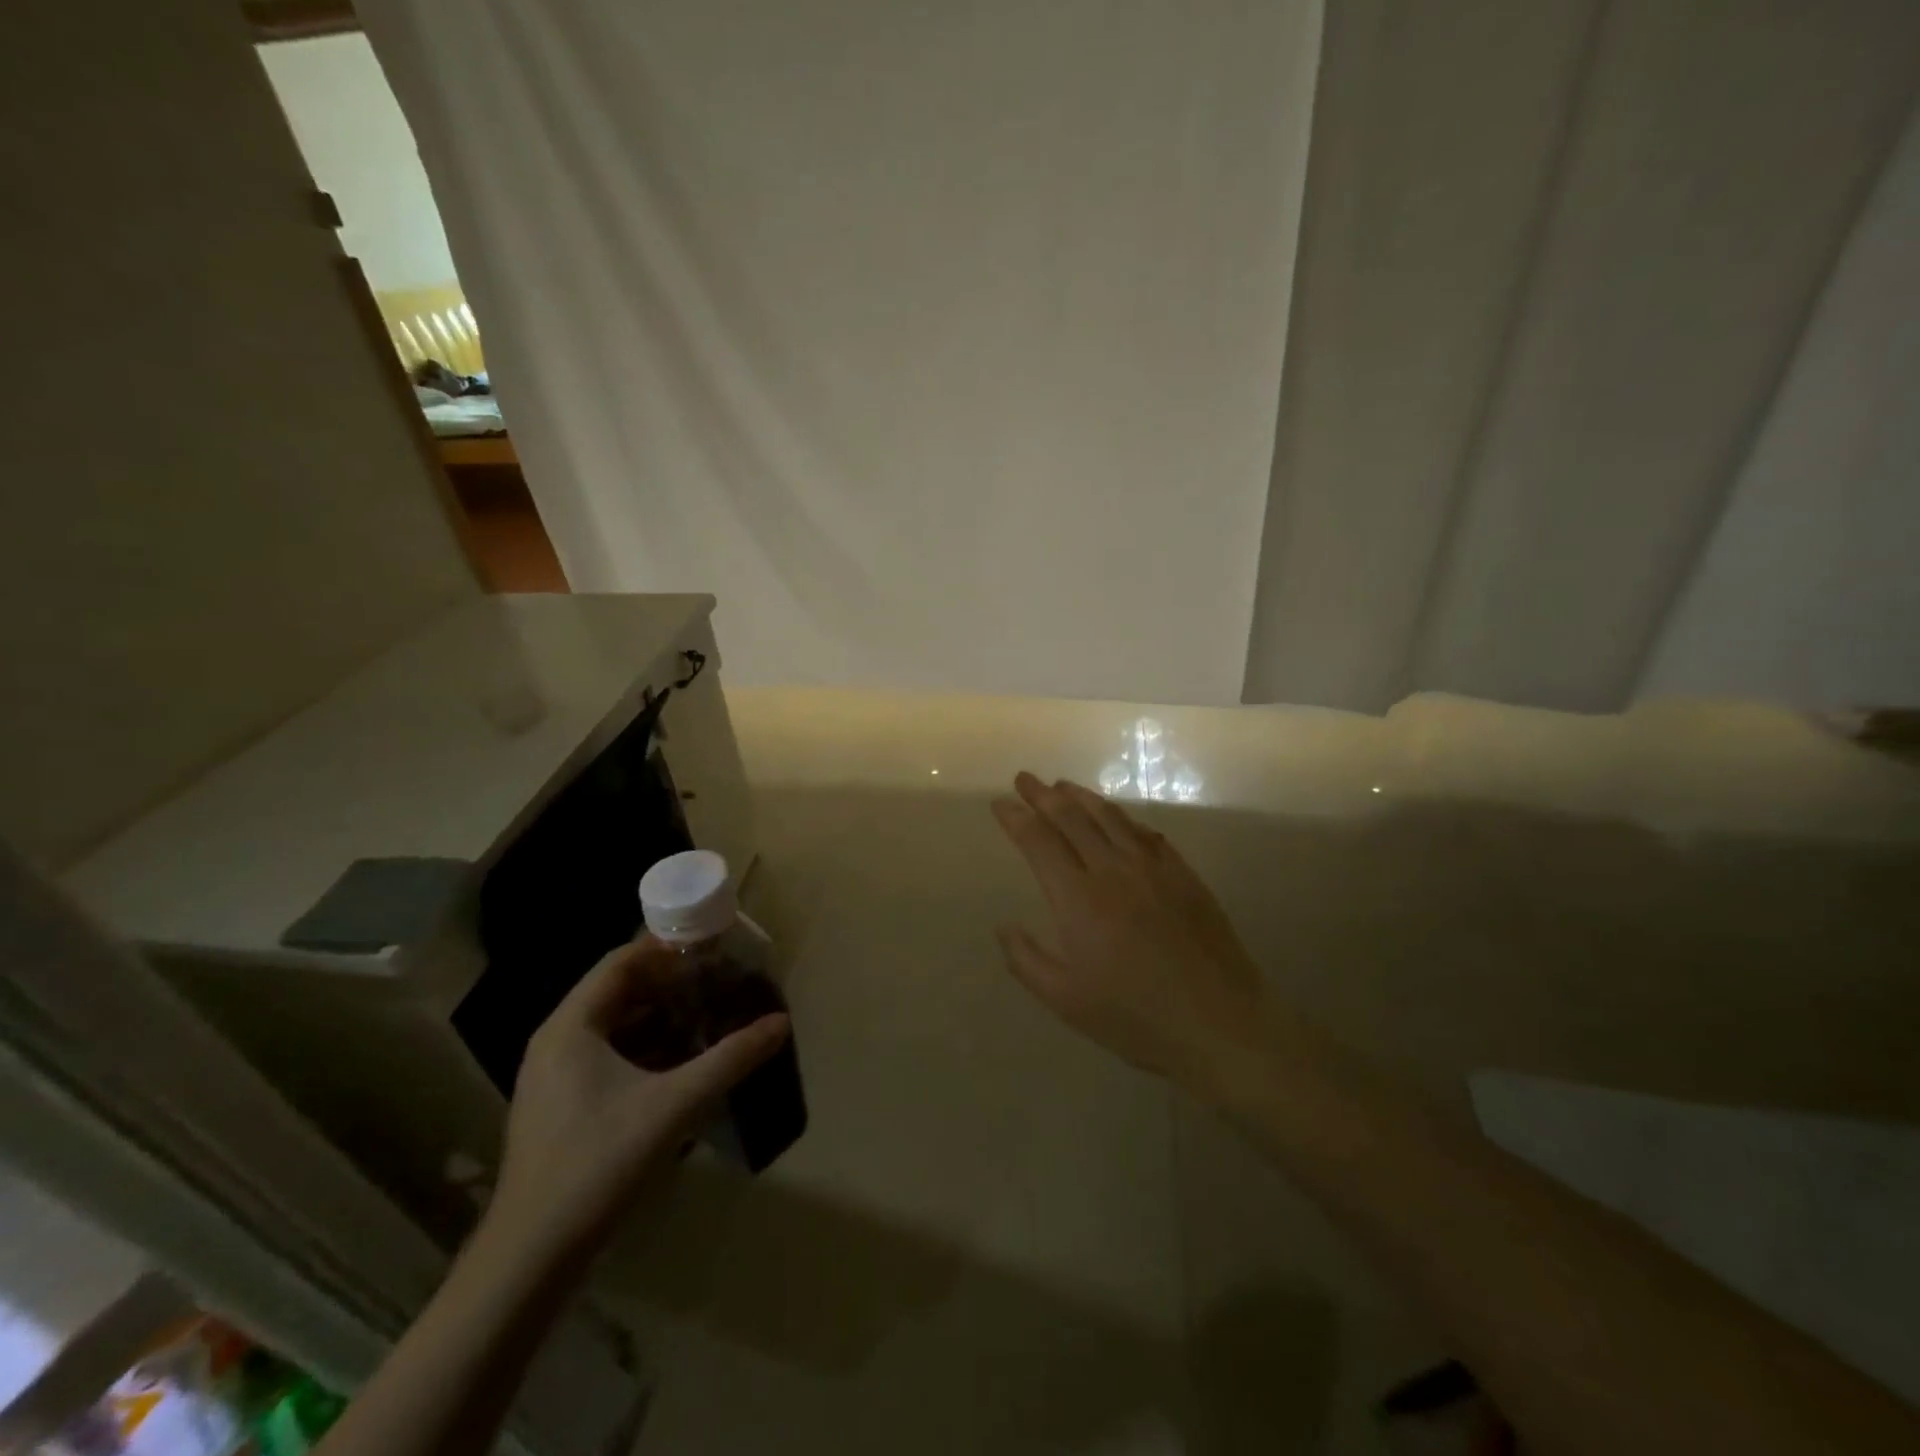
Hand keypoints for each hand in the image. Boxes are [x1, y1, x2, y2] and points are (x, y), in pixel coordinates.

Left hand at [485, 938, 789, 1264]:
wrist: (532, 1257)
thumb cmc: (599, 1163)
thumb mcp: (675, 1104)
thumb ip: (730, 1058)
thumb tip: (780, 1023)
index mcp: (571, 1026)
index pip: (621, 961)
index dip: (668, 949)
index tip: (714, 949)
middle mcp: (557, 1041)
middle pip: (619, 991)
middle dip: (671, 984)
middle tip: (720, 982)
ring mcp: (554, 1077)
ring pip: (615, 1026)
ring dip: (660, 1017)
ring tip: (710, 1015)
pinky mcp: (560, 1106)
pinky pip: (607, 1056)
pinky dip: (645, 1048)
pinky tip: (682, 1063)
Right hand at [991, 772, 1264, 1089]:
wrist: (1219, 1022)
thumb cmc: (1135, 1016)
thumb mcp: (1065, 1000)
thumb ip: (1027, 960)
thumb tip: (1004, 926)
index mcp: (1079, 899)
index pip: (1039, 842)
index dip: (1017, 819)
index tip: (1000, 803)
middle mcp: (1112, 870)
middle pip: (1072, 818)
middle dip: (1043, 795)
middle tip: (1024, 779)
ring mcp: (1152, 868)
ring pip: (1110, 817)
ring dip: (1081, 796)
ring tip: (1062, 786)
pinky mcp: (1183, 874)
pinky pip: (1145, 833)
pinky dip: (1122, 817)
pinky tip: (1115, 816)